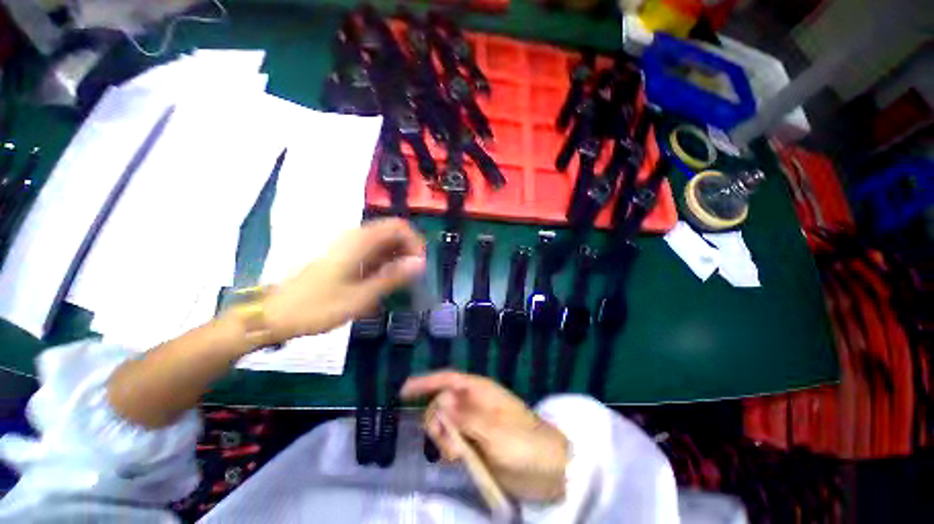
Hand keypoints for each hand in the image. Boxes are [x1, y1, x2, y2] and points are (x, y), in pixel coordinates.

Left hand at [262, 219, 425, 341]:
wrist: (273, 315)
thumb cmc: (317, 307)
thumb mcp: (361, 296)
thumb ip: (392, 277)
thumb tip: (420, 263)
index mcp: (359, 242)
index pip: (398, 226)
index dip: (414, 242)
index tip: (419, 265)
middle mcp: (354, 237)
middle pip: (391, 232)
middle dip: (407, 251)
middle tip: (411, 276)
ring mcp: (346, 246)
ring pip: (382, 242)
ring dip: (396, 258)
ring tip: (400, 282)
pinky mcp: (342, 255)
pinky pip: (371, 251)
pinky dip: (383, 262)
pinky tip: (382, 281)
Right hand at [401, 371, 568, 501]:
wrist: (550, 471)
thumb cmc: (526, 444)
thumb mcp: (496, 431)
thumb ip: (466, 418)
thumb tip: (439, 402)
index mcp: (480, 391)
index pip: (448, 380)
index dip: (425, 382)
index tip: (403, 391)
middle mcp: (474, 404)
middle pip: (442, 404)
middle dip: (437, 422)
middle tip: (449, 446)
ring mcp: (474, 424)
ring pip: (445, 424)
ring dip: (443, 439)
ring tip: (457, 457)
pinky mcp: (475, 443)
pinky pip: (452, 441)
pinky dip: (449, 449)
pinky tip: (458, 460)